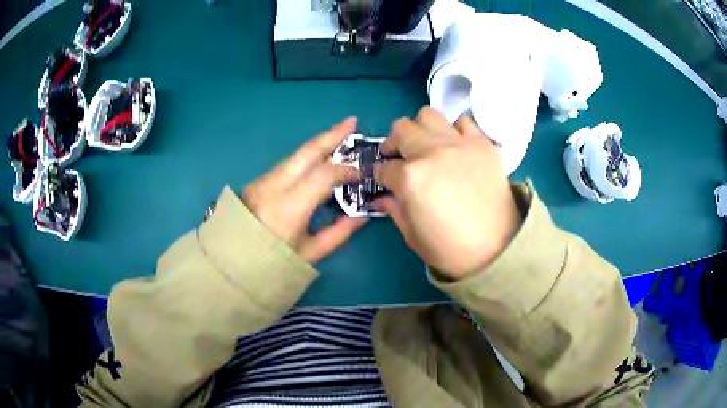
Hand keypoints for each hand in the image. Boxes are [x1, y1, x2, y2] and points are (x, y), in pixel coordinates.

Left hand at [241, 117, 366, 263]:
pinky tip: (318, 157)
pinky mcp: (257, 181)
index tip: (361, 173)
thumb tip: (362, 215)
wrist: (230, 262)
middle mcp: (273, 187)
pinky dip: (306, 157)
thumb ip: (339, 233)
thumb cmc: (272, 263)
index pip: (322, 175)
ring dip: (319, 143)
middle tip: (352, 121)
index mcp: (288, 209)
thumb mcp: (309, 254)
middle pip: (306, 151)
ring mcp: (261, 181)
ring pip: (295, 155)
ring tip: (340, 135)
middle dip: (331, 134)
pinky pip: (287, 164)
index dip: (346, 169)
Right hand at [374, 107, 521, 280]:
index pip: (384, 167)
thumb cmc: (451, 249)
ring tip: (425, 145)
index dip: (380, 175)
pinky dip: (453, 130)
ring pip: (428, 115)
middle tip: (398, 157)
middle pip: (401, 129)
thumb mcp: (413, 235)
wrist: (498, 248)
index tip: (384, 180)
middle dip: (393, 143)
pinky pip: (462, 122)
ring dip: (420, 128)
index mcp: (410, 178)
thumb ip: (394, 210)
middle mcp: (431, 152)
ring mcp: (458, 143)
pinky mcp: (481, 143)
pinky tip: (455, 146)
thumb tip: (382, 197)